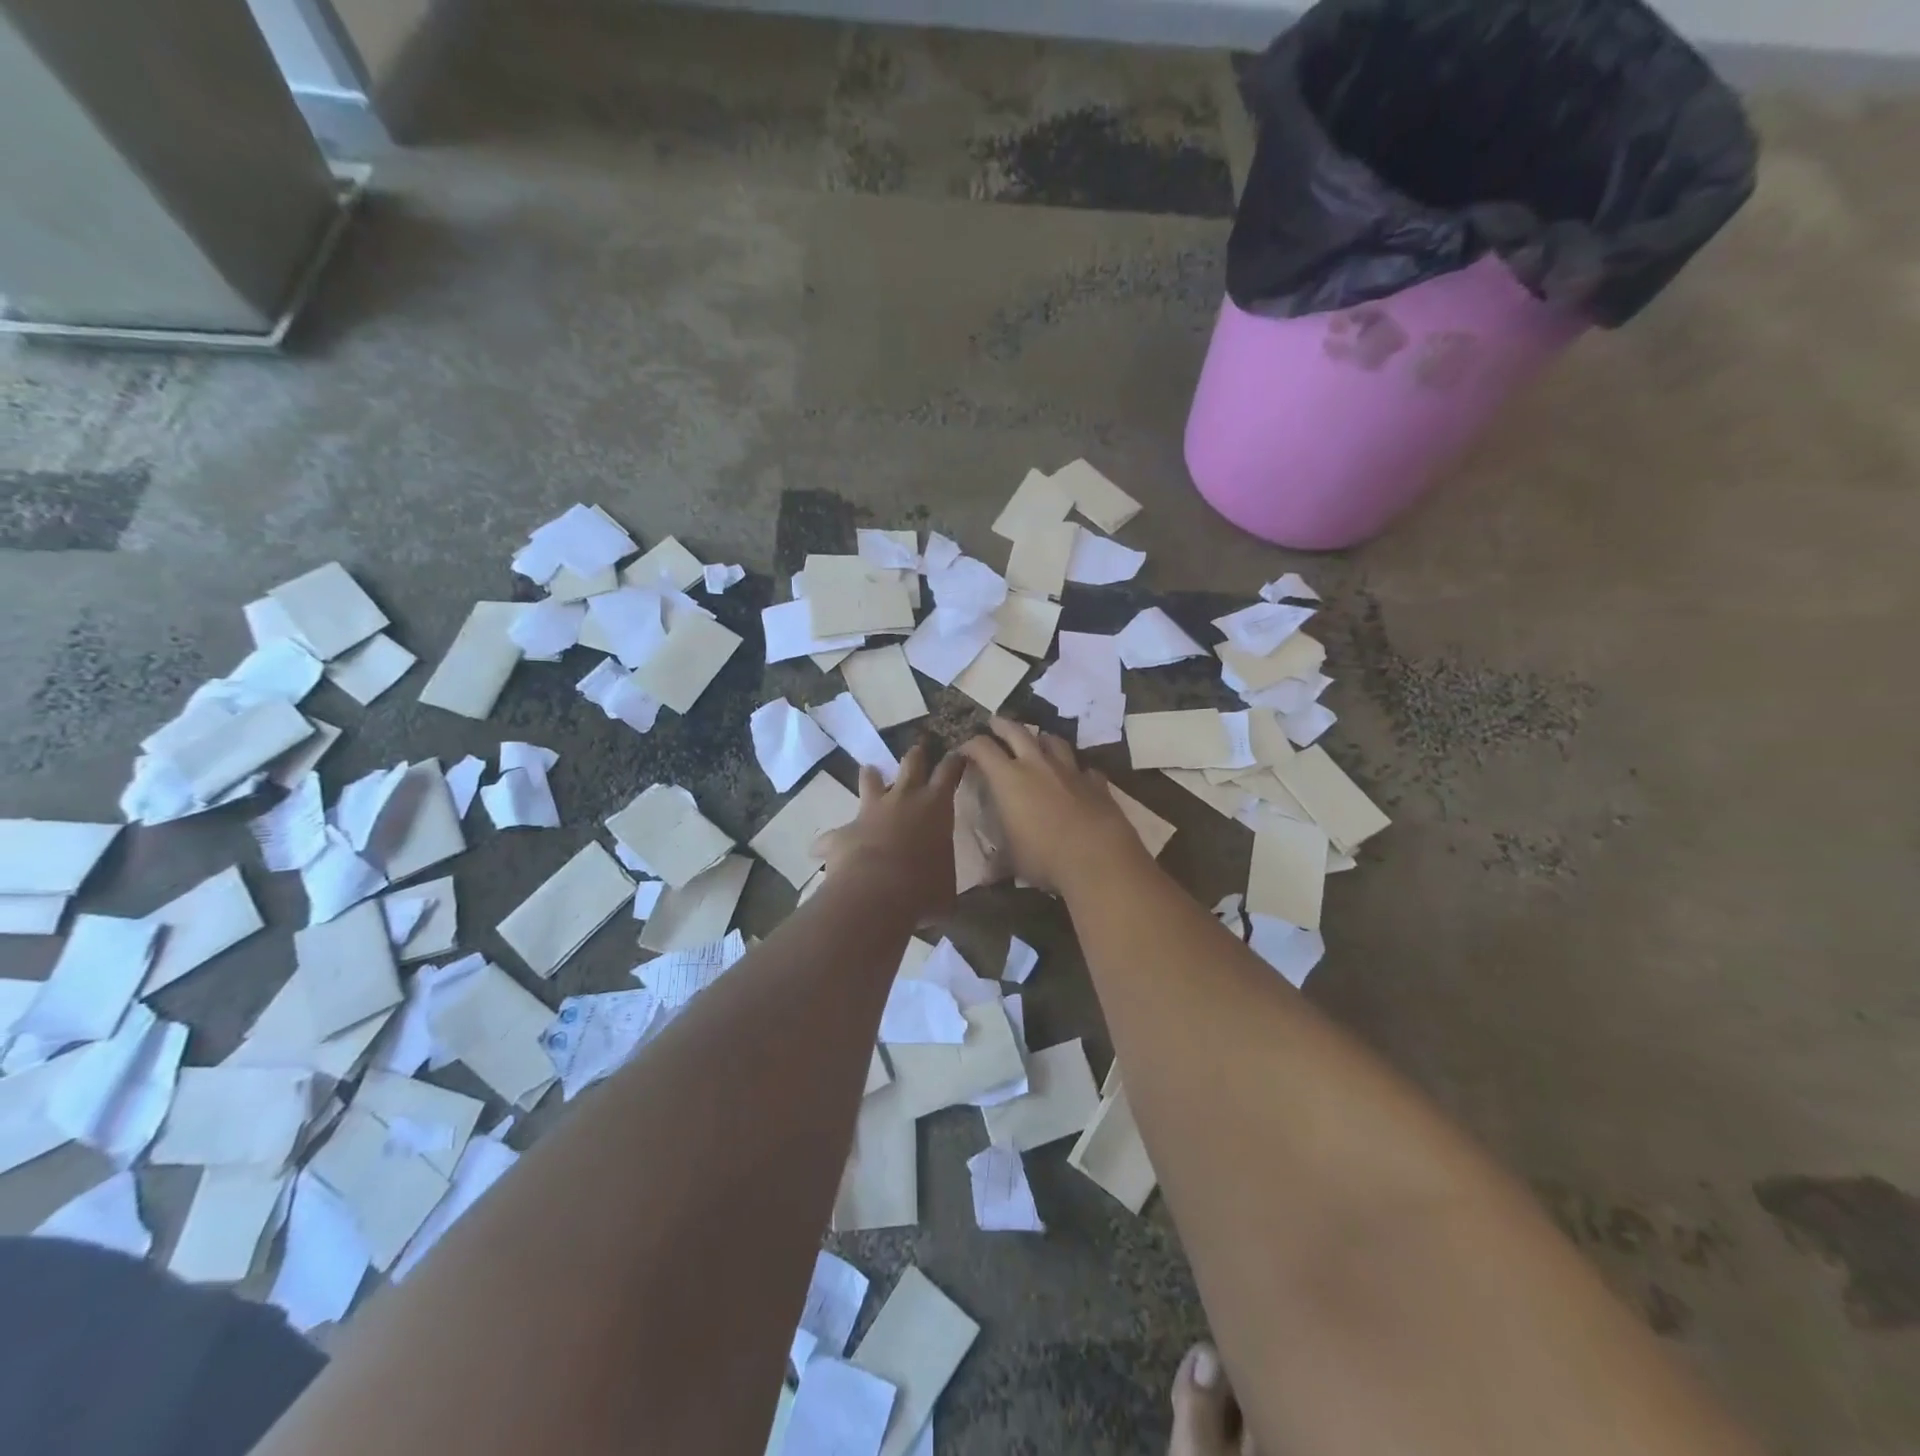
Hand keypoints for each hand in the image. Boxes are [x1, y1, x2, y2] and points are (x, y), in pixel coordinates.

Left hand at [812, 740, 966, 920]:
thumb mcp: (946, 888)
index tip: (958, 754)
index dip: (955, 762)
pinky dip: (828, 842)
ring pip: (870, 783)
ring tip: (868, 769)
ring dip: (870, 777)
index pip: (949, 773)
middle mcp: (903, 799)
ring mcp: (870, 812)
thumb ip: (941, 882)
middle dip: (916, 755)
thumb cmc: (924, 887)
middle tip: (919, 748)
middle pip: (911, 765)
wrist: (877, 892)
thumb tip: (941, 897)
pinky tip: (819, 850)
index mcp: (936, 807)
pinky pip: (831, 836)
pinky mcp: (842, 832)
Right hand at [958, 717, 1152, 896]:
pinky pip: (1084, 769)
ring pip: (1054, 742)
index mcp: (1008, 779)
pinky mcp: (1096, 783)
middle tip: (994, 723)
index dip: (970, 745)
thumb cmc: (1044, 857)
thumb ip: (999, 862)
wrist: (1098, 857)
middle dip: (1002, 725)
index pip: (982, 749)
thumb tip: (986, 877)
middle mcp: (1037, 765)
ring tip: (1038, 741)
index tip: (964, 749)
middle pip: (1017, 732)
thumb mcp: (1013, 861)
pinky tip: (1077, 777)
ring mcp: (1070, 770)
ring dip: (1042, 739)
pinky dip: (1077, 770)